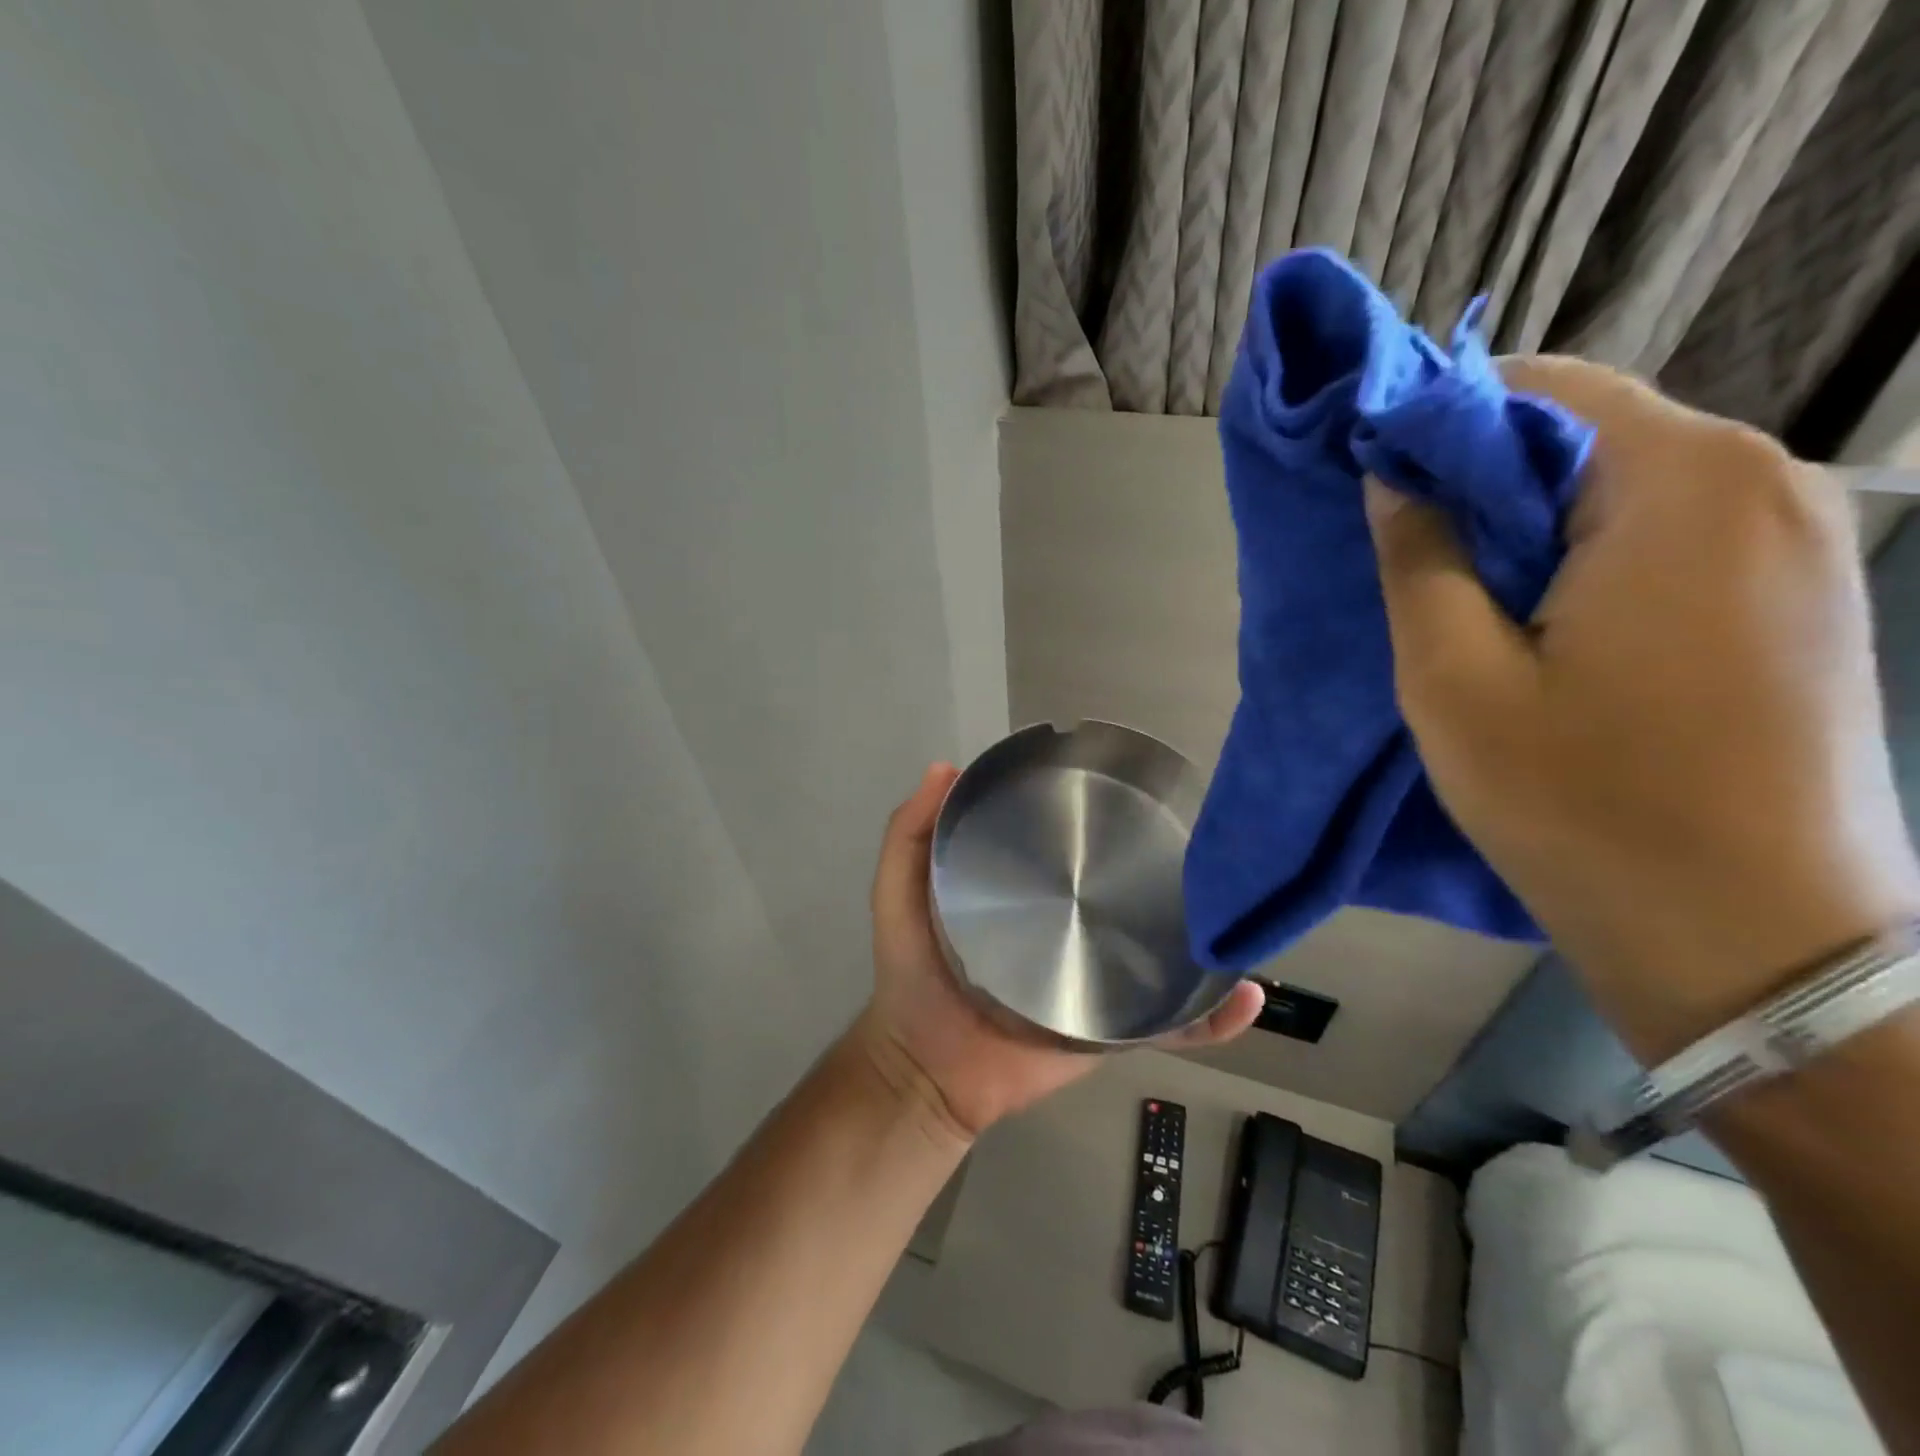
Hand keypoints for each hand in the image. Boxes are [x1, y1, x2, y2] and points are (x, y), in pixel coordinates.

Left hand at [853, 763, 1263, 1139]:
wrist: (928, 1070)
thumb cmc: (912, 976)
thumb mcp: (898, 892)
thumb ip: (909, 833)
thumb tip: (942, 766)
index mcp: (1034, 892)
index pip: (1078, 847)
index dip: (1102, 817)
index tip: (1132, 783)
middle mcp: (1076, 927)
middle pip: (1132, 894)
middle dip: (1172, 867)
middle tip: (1208, 839)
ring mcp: (1101, 978)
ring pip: (1166, 952)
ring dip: (1207, 935)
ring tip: (1243, 904)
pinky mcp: (1115, 1029)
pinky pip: (1172, 1024)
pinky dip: (1213, 1017)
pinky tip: (1243, 994)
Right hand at [1366, 356, 1919, 1060]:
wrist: (1753, 940)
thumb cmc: (1581, 800)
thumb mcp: (1454, 677)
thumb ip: (1419, 557)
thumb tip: (1391, 474)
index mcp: (1680, 482)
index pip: (1541, 387)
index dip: (1441, 421)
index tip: (1373, 480)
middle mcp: (1764, 482)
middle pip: (1589, 433)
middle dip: (1483, 477)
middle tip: (1405, 551)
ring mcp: (1800, 539)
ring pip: (1627, 487)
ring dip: (1532, 524)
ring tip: (1462, 596)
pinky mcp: (1801, 596)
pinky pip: (1671, 536)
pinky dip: (1589, 556)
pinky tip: (1542, 624)